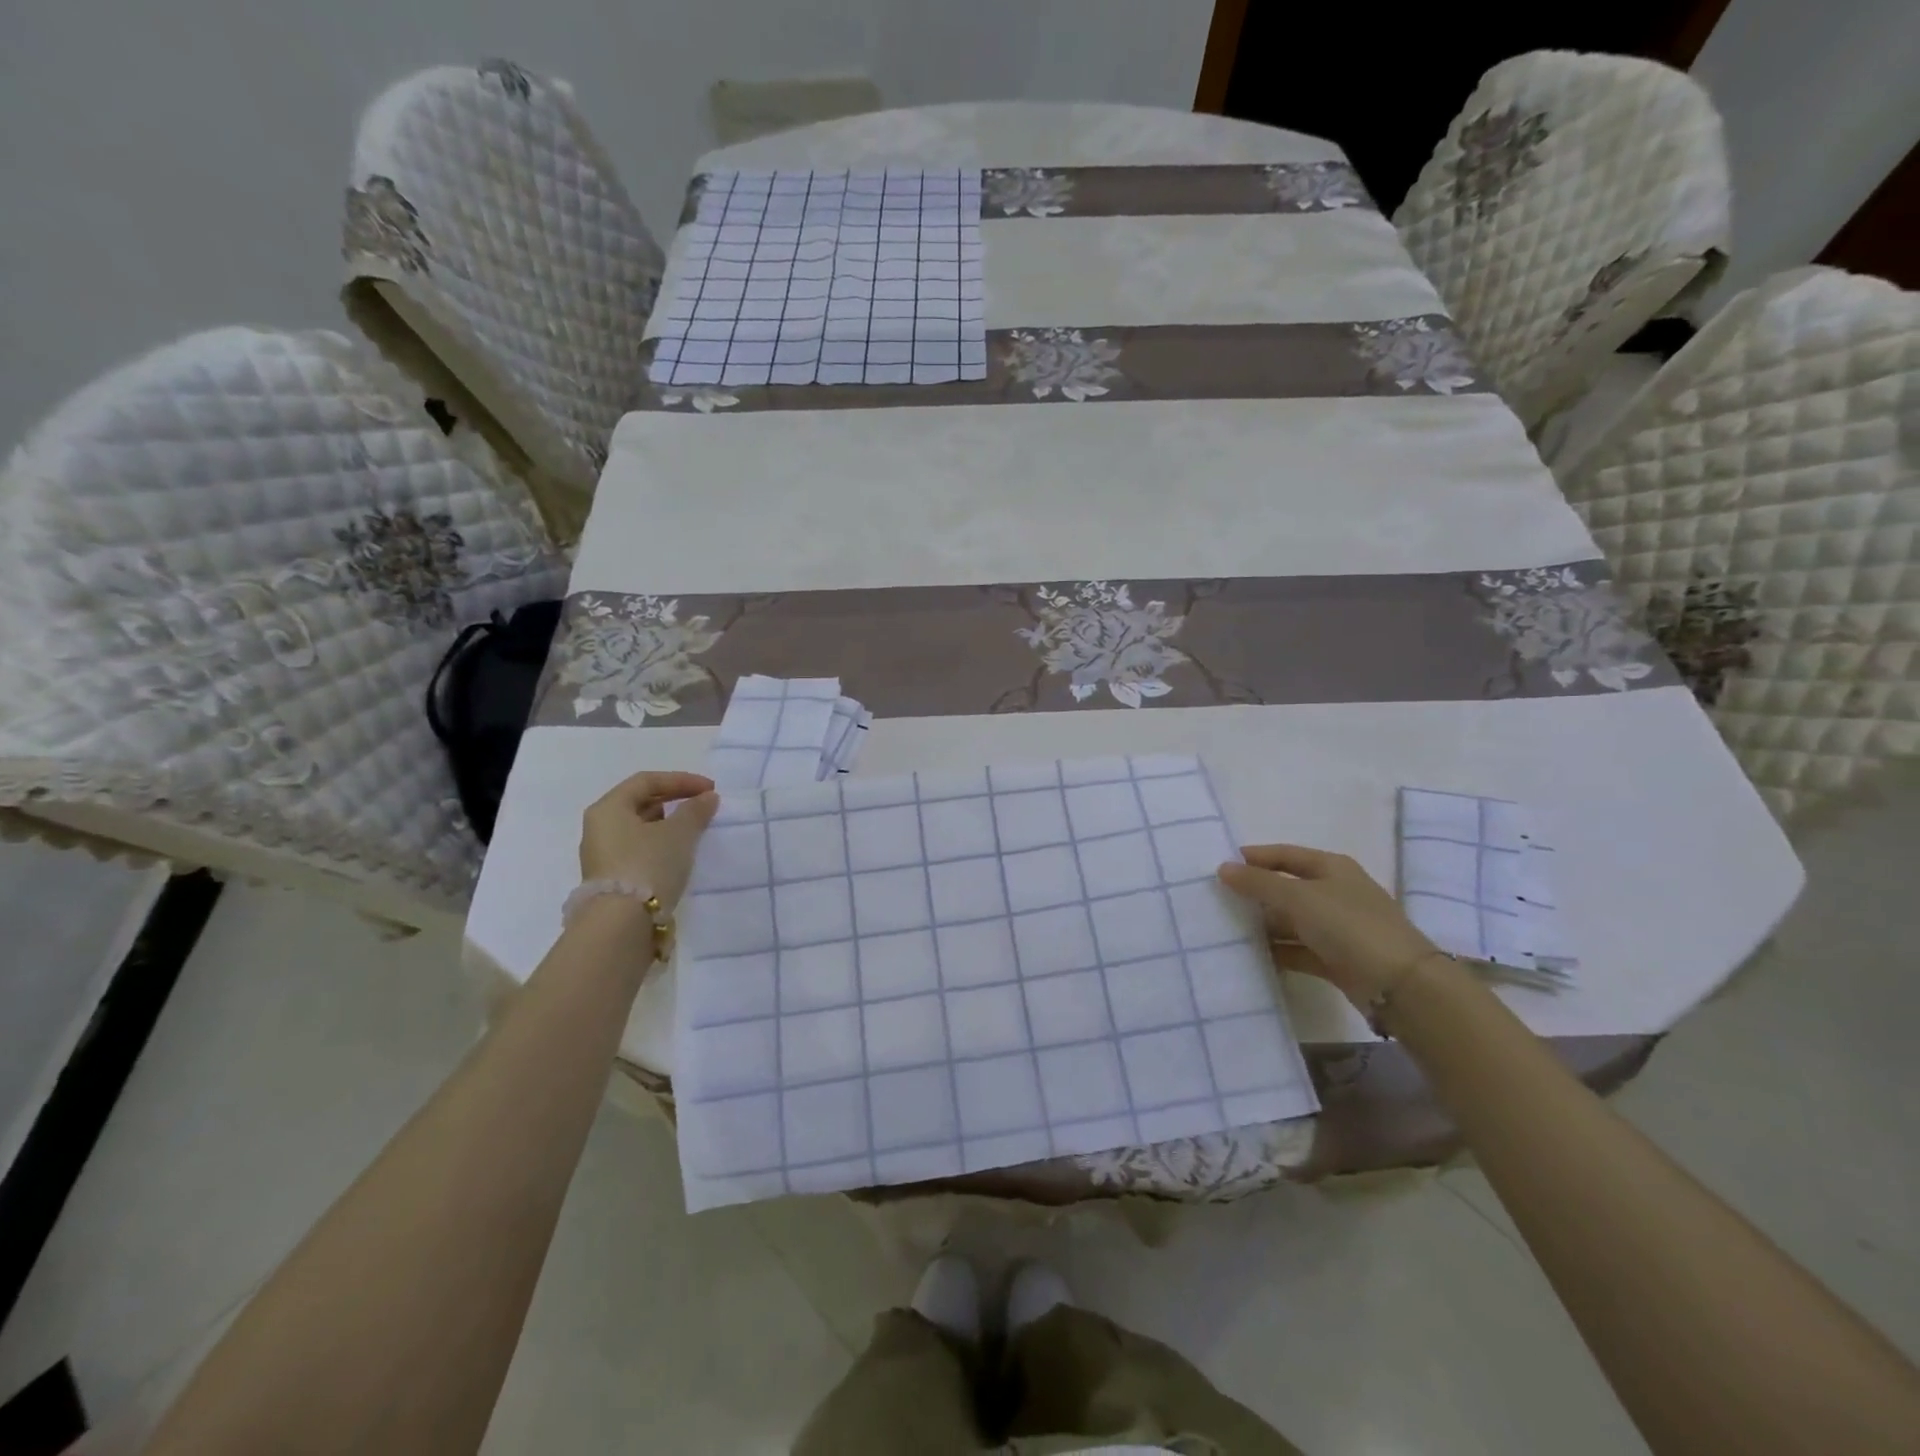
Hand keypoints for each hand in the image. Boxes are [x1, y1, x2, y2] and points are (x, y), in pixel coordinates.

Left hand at [579, 771, 718, 911]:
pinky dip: (660, 844)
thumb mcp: (679, 833)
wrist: (622, 924)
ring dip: (668, 823)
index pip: (646, 780)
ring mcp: (602, 854)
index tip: (710, 789)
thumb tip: (707, 798)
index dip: (681, 780)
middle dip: (674, 800)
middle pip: (640, 802)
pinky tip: (679, 853)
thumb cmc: (648, 865)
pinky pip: (638, 848)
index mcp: (608, 808)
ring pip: (639, 827)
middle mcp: (599, 827)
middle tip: (703, 806)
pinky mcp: (611, 877)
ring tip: (695, 830)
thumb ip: (695, 810)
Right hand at [1217, 844, 1437, 1009]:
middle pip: (1287, 887)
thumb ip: (1258, 882)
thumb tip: (1223, 868)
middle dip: (1255, 893)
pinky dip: (1278, 951)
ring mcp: (1338, 927)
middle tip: (1217, 899)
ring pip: (1291, 920)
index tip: (1220, 866)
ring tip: (1227, 929)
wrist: (1400, 985)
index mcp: (1332, 867)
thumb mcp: (1298, 897)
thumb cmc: (1348, 925)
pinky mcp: (1337, 959)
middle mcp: (1335, 892)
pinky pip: (1299, 949)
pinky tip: (1251, 956)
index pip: (1284, 854)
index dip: (1253, 857)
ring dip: (1264, 925)